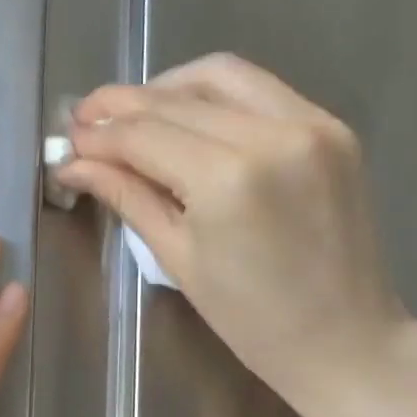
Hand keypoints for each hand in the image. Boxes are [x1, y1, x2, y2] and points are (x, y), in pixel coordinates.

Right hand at [54, 54, 416, 416]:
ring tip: (134, 114)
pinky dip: (215, 95)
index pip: (144, 134)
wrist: (347, 340)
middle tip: (87, 120)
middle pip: (176, 100)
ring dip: (167, 87)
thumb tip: (76, 164)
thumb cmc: (252, 321)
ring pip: (220, 76)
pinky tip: (189, 117)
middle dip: (122, 107)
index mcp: (226, 180)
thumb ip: (128, 197)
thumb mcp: (179, 260)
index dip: (99, 134)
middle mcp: (271, 134)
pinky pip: (260, 90)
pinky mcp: (333, 126)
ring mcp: (310, 123)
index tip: (69, 139)